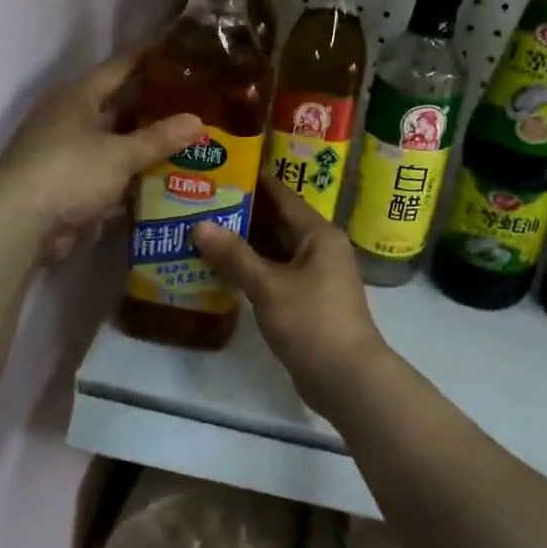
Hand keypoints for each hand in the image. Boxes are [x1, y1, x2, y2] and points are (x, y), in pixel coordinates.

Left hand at [0, 51, 201, 265]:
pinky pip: (109, 175)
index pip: (119, 67)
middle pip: (119, 107)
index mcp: (78, 97)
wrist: (19, 227)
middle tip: (196, 103)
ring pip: (115, 144)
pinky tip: (165, 181)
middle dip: (154, 108)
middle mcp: (70, 119)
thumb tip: (198, 121)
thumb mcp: (119, 154)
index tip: (177, 47)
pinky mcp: (69, 186)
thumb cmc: (68, 172)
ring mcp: (67, 154)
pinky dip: (132, 178)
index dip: (147, 56)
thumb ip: (159, 138)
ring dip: (146, 147)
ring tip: (190, 143)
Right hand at [192, 177, 392, 417]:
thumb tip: (199, 225)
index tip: (220, 169)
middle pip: (276, 222)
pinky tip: (219, 268)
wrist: (346, 378)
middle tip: (200, 200)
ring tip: (201, 230)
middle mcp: (319, 248)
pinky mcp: (306, 300)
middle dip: (241, 213)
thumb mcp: (269, 286)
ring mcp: (314, 276)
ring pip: (273, 250)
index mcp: (318, 234)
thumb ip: (234, 255)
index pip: (281, 196)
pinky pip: (274, 273)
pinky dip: (250, 269)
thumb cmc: (311, 322)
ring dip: (243, 244)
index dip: (252, 181)